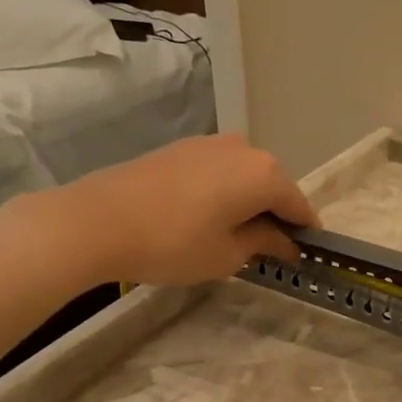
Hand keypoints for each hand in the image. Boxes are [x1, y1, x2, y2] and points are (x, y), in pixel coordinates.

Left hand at [8, 134, 319, 291]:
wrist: (97, 221)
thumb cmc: (174, 243)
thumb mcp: (228, 254)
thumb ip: (264, 243)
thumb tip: (286, 242)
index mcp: (265, 174)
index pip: (299, 206)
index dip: (304, 234)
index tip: (302, 257)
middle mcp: (244, 149)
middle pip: (274, 186)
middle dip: (275, 216)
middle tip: (267, 251)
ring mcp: (209, 144)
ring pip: (245, 177)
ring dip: (248, 204)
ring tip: (234, 237)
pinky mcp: (181, 148)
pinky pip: (219, 172)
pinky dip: (224, 193)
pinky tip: (207, 219)